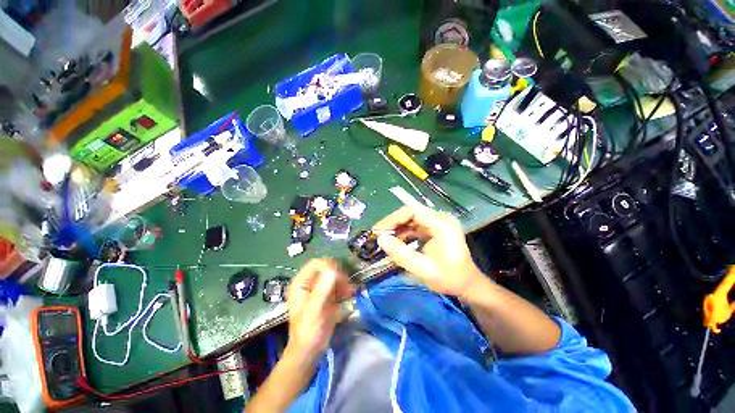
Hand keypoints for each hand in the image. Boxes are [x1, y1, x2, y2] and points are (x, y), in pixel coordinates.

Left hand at [285, 259, 352, 363]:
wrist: (310, 351)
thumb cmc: (308, 331)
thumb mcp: (314, 310)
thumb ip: (322, 289)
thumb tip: (333, 270)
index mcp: (301, 283)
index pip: (316, 264)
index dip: (329, 267)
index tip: (340, 278)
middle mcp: (309, 283)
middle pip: (326, 268)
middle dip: (338, 275)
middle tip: (346, 287)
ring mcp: (318, 289)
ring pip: (333, 275)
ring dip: (343, 281)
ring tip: (349, 292)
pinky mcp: (326, 295)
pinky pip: (337, 284)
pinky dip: (344, 287)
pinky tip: (348, 295)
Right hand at [373, 206, 483, 298]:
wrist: (468, 285)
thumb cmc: (449, 278)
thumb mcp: (423, 269)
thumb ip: (401, 254)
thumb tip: (380, 239)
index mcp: (442, 224)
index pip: (412, 212)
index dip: (393, 219)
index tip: (378, 230)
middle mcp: (440, 218)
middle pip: (411, 214)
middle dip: (393, 224)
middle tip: (378, 235)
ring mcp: (438, 223)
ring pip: (411, 219)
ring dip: (397, 228)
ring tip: (384, 239)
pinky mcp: (435, 229)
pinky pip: (415, 226)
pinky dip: (404, 233)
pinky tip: (396, 242)